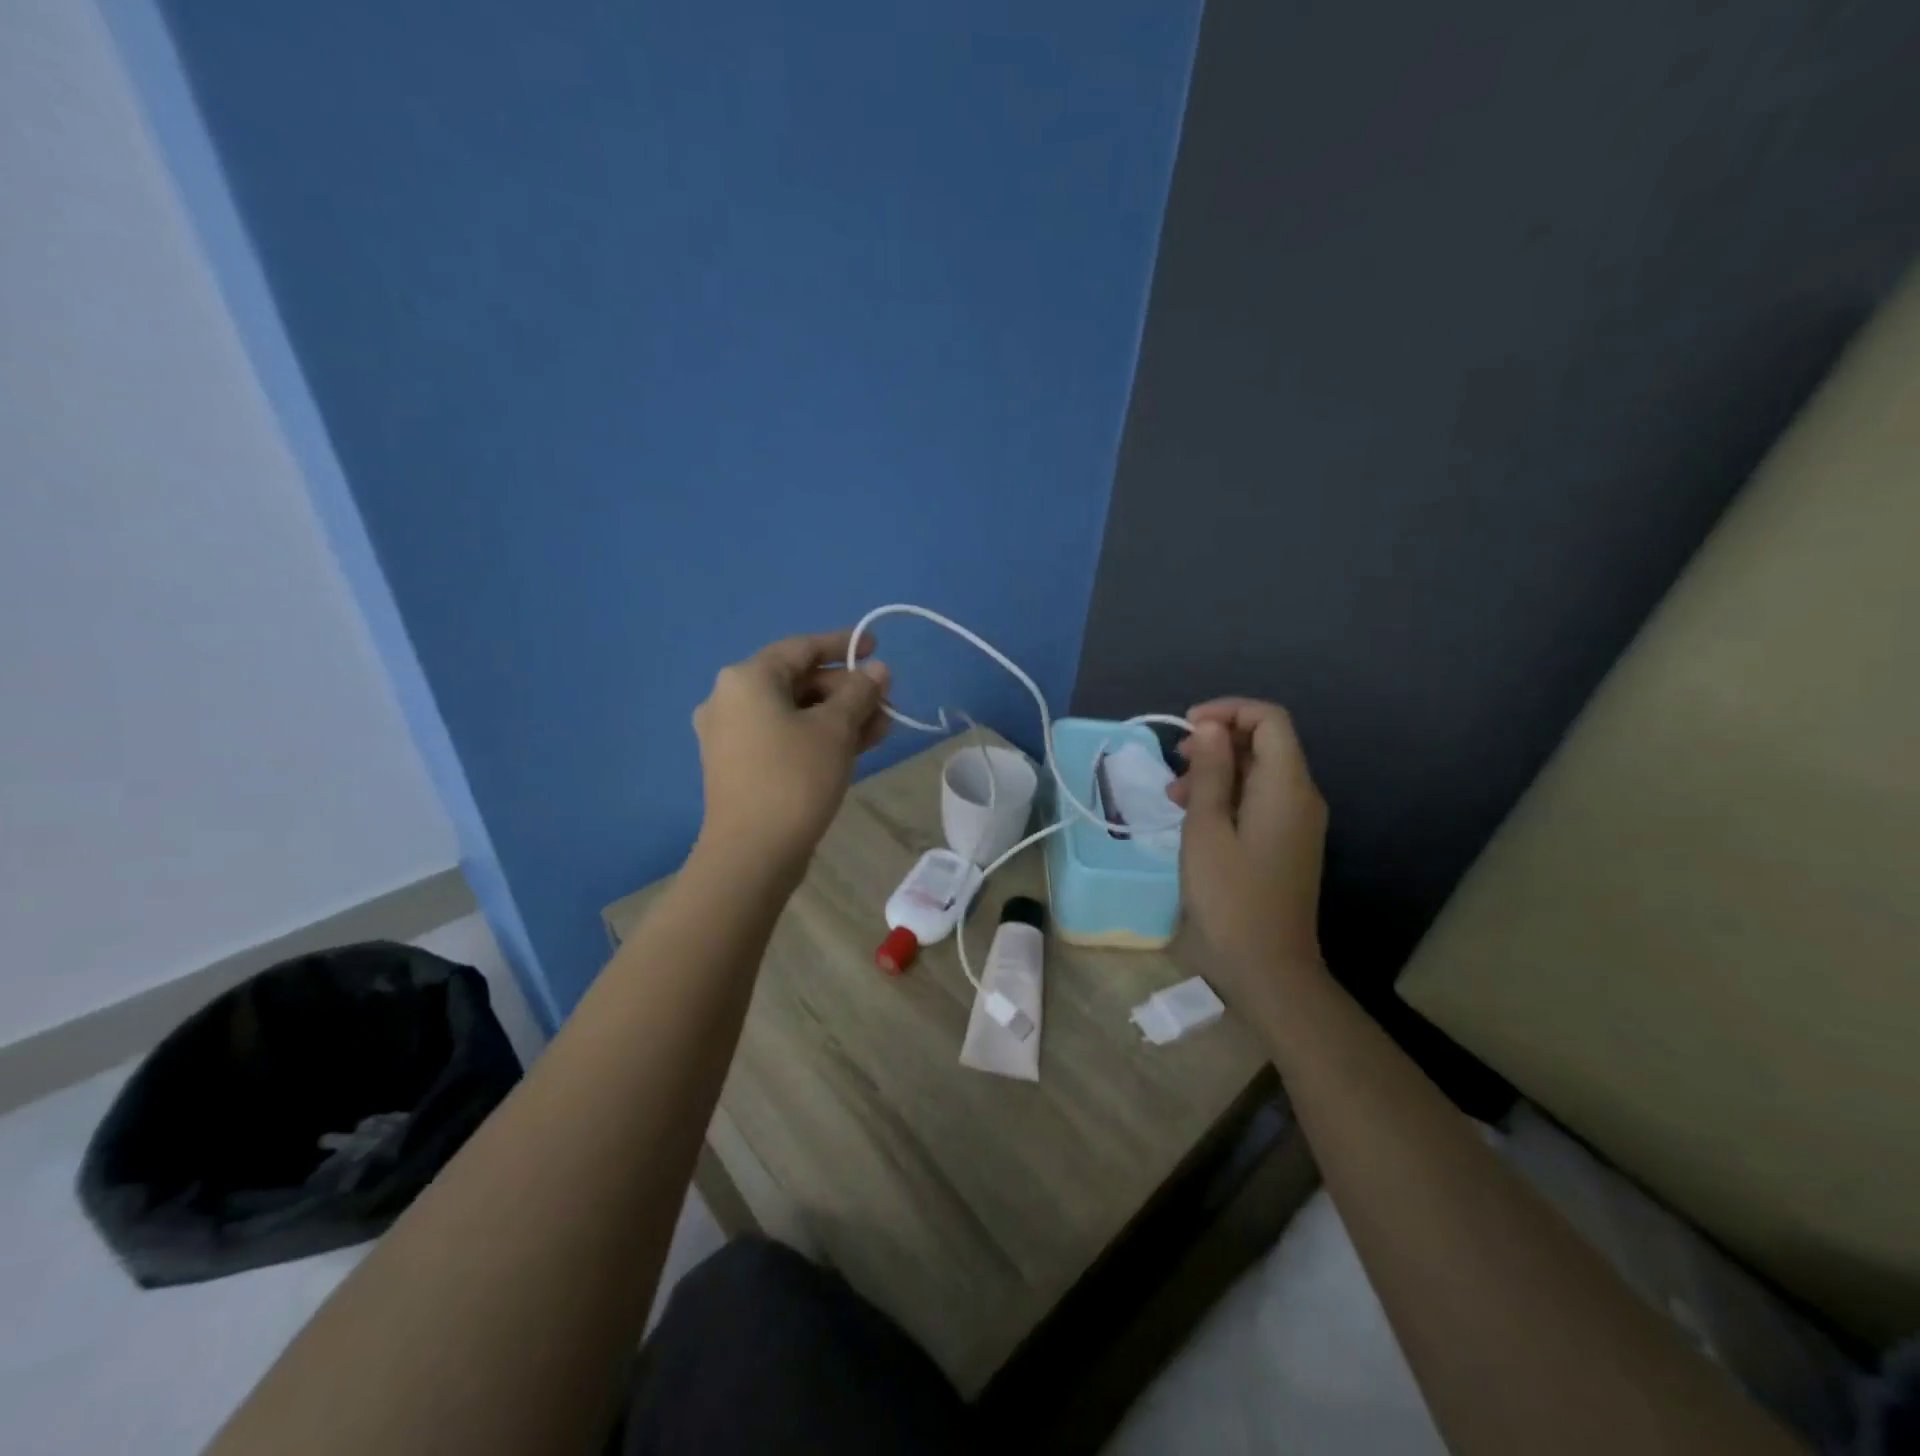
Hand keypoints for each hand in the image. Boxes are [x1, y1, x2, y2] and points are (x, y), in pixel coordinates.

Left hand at [692, 628, 890, 871]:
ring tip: (883, 728)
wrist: (751, 854)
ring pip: (795, 712)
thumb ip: (859, 693)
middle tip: (887, 703)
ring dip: (839, 716)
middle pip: (799, 681)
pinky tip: (857, 746)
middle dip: (847, 690)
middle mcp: (730, 699)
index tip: (877, 648)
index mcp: (747, 678)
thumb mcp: (835, 730)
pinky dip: (818, 736)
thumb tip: (877, 670)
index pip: (802, 647)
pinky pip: (784, 736)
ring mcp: (731, 735)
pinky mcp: (739, 765)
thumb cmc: (794, 778)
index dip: (844, 645)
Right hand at [1169, 698, 1327, 1011]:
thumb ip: (1210, 772)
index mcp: (1286, 786)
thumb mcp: (1206, 828)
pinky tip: (1193, 815)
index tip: (1186, 726)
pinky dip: (1227, 795)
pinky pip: (1259, 800)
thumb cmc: (1229, 896)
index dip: (1228, 711)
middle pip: (1266, 743)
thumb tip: (1211, 727)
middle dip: (1218, 740)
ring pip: (1259, 772)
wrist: (1267, 967)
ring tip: (1174, 793)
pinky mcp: (1287, 843)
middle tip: (1175, 759)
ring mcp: (1298, 822)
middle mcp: (1301, 796)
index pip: (1269, 719)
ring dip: (1217, 770)